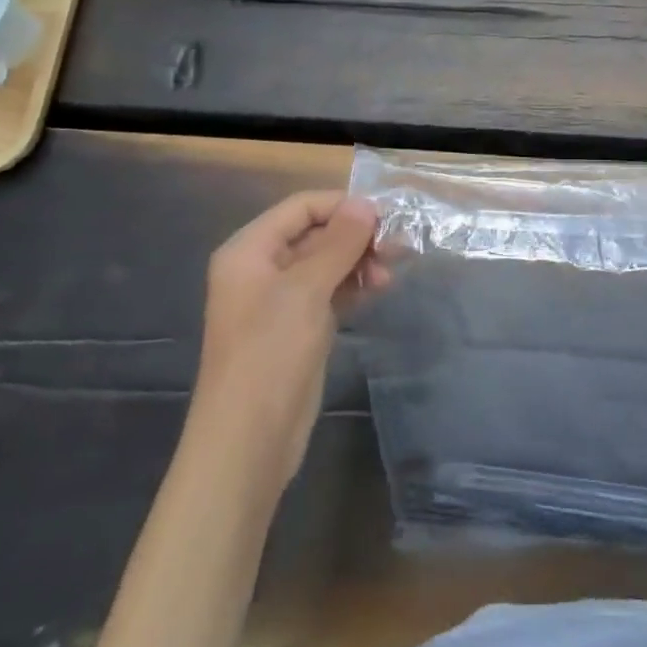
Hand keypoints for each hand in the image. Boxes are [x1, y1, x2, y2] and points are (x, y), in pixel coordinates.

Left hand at [195, 191, 385, 483]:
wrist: (249, 441)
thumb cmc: (270, 354)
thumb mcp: (305, 291)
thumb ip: (338, 243)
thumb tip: (367, 204)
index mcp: (249, 251)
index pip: (301, 207)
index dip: (342, 206)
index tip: (385, 217)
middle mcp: (262, 268)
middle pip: (316, 233)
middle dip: (356, 235)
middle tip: (398, 246)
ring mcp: (280, 300)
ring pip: (327, 263)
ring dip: (359, 260)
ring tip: (391, 272)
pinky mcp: (298, 327)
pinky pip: (330, 290)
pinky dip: (354, 284)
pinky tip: (379, 287)